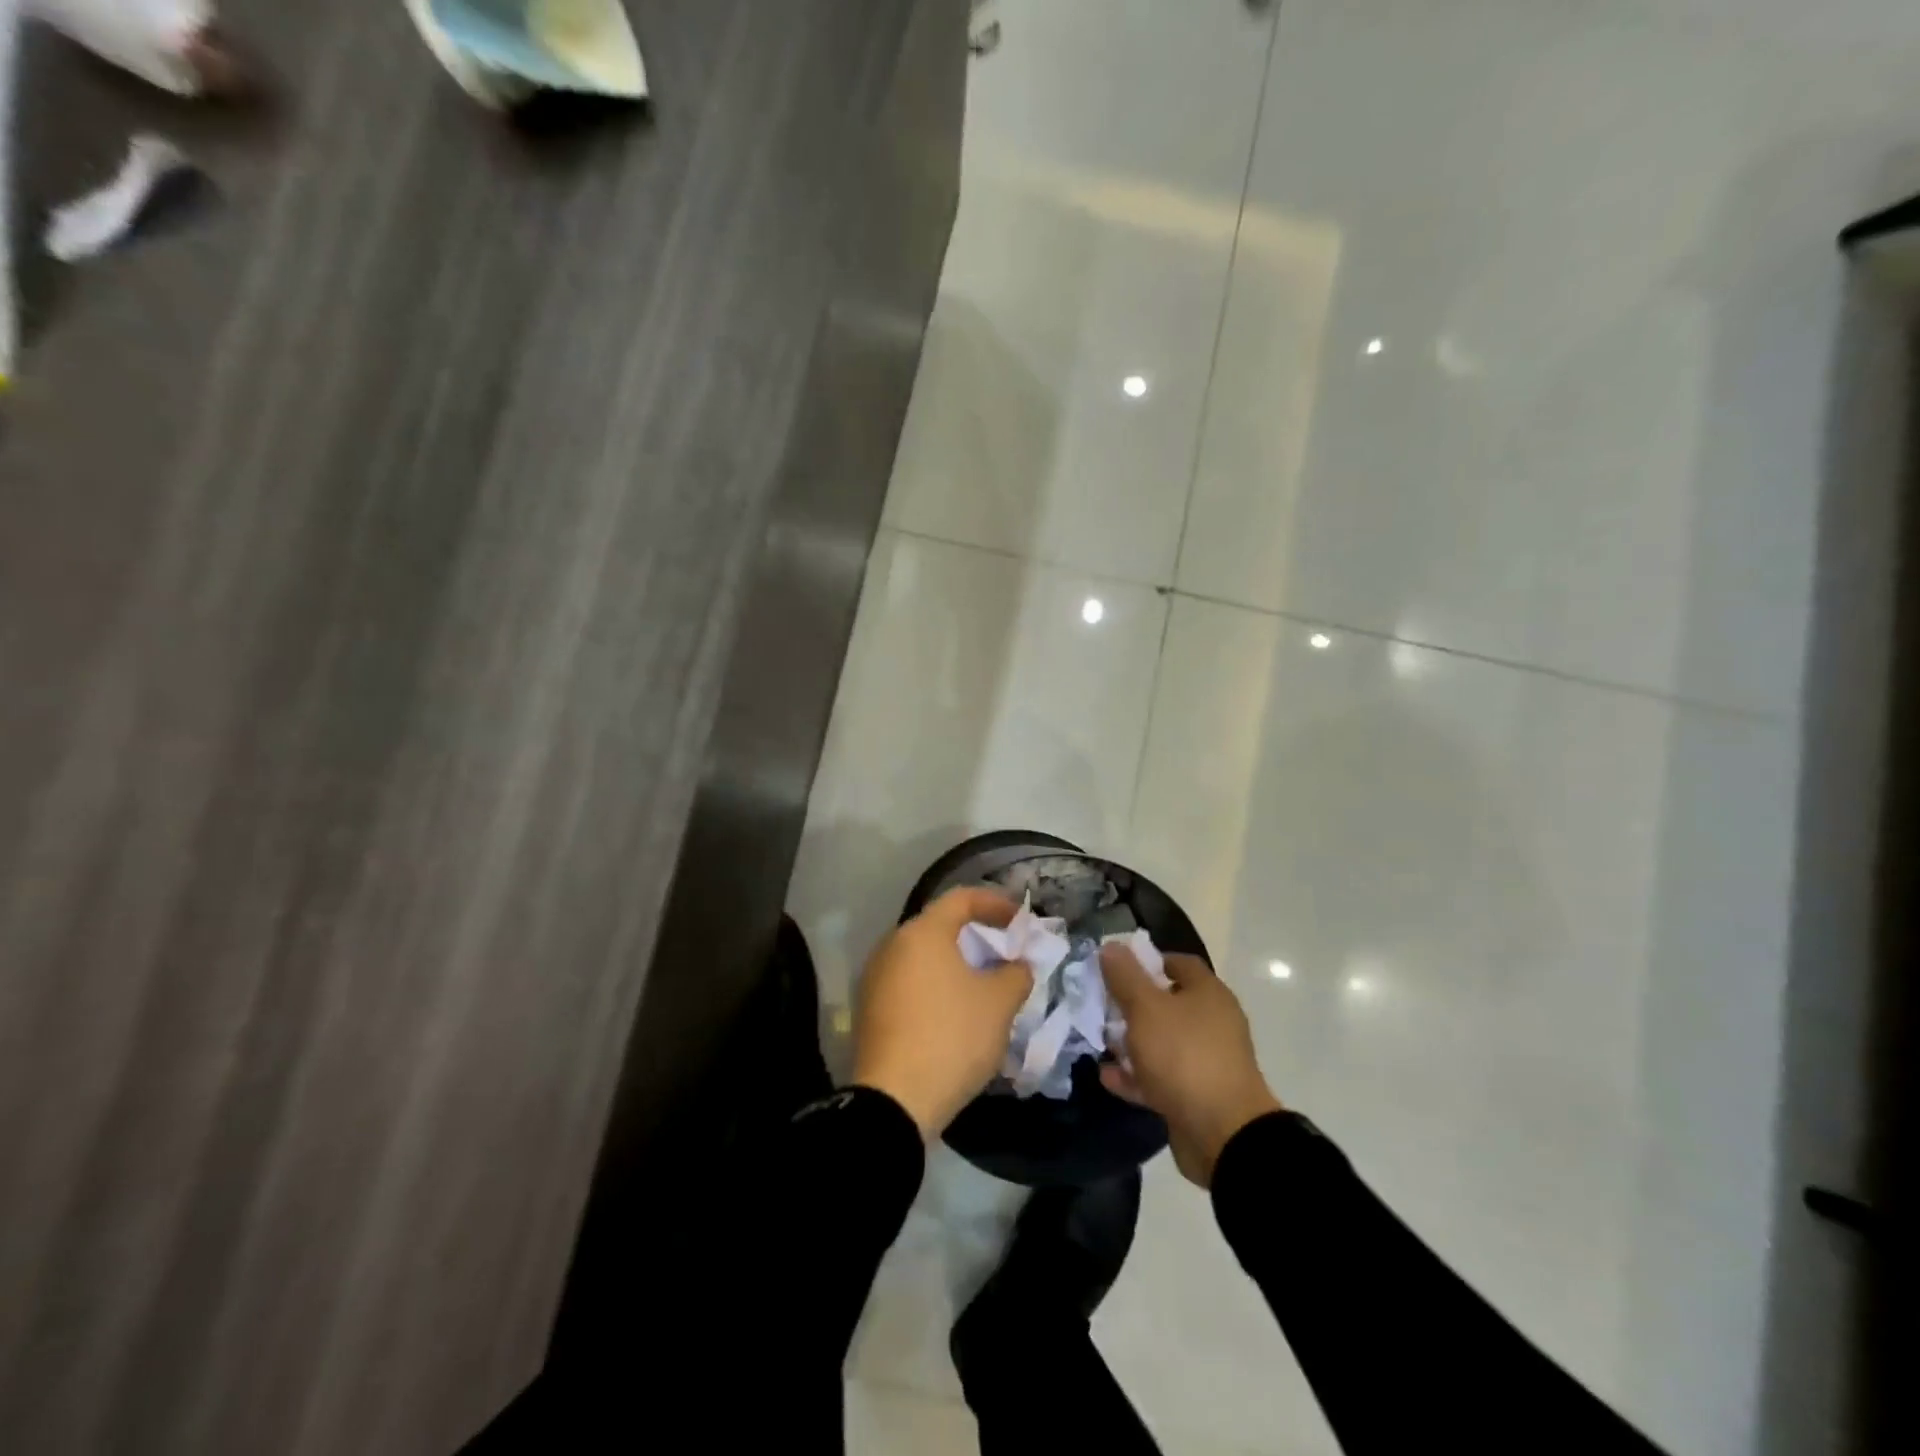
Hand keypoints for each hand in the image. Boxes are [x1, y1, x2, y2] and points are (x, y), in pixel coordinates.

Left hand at [851, 887, 1031, 1138]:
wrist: (894, 1100)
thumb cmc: (952, 1036)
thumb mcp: (999, 1003)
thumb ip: (1016, 974)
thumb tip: (1017, 966)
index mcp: (922, 932)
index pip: (961, 898)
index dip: (996, 904)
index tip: (1021, 922)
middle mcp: (892, 945)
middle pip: (939, 926)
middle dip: (975, 936)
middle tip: (1004, 953)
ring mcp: (875, 977)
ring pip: (923, 957)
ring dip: (954, 963)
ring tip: (983, 985)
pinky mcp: (869, 1009)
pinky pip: (909, 982)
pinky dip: (935, 986)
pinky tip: (954, 1012)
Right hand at [1099, 945, 1282, 1187]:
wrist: (1222, 1133)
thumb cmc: (1184, 1055)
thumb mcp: (1146, 1008)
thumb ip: (1125, 976)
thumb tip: (1111, 946)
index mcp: (1208, 994)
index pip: (1178, 963)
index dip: (1147, 961)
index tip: (1116, 968)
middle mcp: (1212, 1023)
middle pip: (1167, 1003)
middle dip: (1132, 1004)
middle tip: (1101, 1006)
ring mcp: (1205, 1061)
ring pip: (1162, 1042)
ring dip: (1131, 1042)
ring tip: (1099, 1041)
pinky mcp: (1196, 1095)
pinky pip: (1160, 1077)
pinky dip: (1135, 1075)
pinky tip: (1107, 1077)